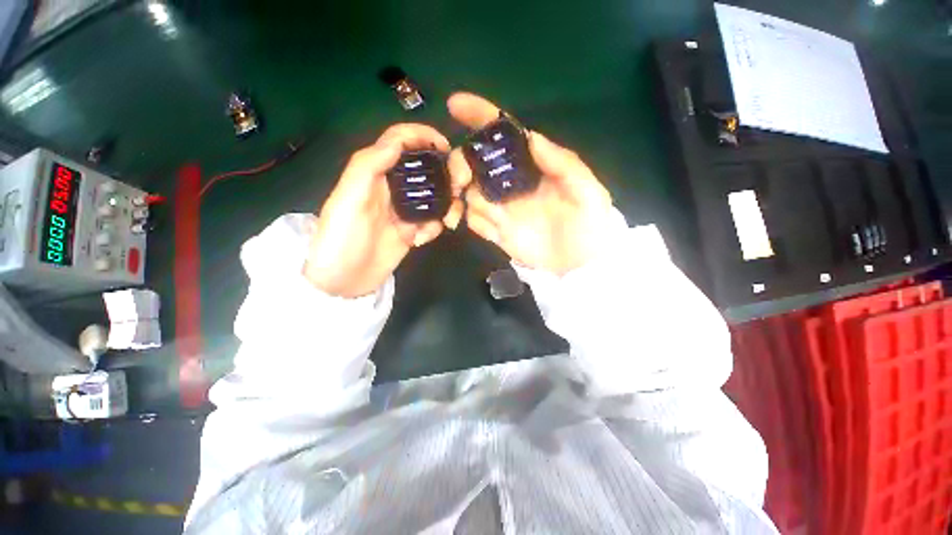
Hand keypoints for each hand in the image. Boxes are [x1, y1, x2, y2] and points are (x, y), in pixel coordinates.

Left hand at [303, 124, 462, 297]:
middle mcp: (392, 188)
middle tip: (457, 189)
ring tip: (443, 223)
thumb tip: (398, 141)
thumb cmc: (341, 238)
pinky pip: (432, 223)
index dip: (422, 136)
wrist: (343, 281)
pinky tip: (419, 240)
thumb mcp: (348, 199)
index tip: (446, 147)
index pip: (399, 142)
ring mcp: (404, 211)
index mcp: (375, 173)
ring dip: (444, 207)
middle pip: (425, 169)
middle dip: (444, 176)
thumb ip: (368, 166)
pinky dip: (432, 230)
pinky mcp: (411, 231)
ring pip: (434, 197)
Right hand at [447, 92, 614, 275]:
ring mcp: (501, 209)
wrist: (579, 268)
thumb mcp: (587, 192)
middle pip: (473, 162)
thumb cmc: (589, 228)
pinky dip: (473, 221)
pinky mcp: (496, 231)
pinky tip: (491, 230)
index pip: (503, 134)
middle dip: (460, 164)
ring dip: (464, 197)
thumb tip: (531, 137)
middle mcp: (511, 183)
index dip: (480, 116)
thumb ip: (563, 163)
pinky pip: (473, 220)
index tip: (455, 105)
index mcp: (532, 166)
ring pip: (468, 192)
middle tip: (462, 181)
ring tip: (484, 212)